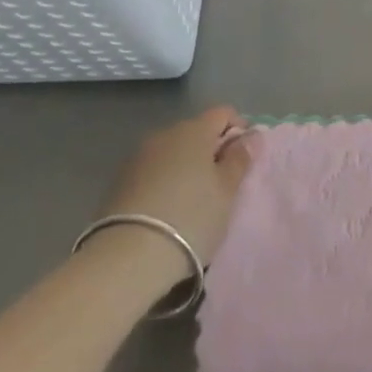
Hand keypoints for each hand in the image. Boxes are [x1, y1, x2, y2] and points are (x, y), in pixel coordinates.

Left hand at [99, 107, 252, 285]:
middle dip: (211, 150)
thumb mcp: (226, 191)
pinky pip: (153, 171)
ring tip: (193, 200)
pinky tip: (167, 210)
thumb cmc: (191, 217)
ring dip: (187, 166)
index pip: (223, 113)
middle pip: (196, 131)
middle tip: (222, 184)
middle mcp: (165, 134)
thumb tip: (250, 135)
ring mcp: (139, 157)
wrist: (127, 257)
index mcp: (194, 130)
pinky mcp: (120, 181)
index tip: (244, 158)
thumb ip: (240, 159)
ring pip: (173, 152)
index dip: (239, 129)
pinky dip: (165, 181)